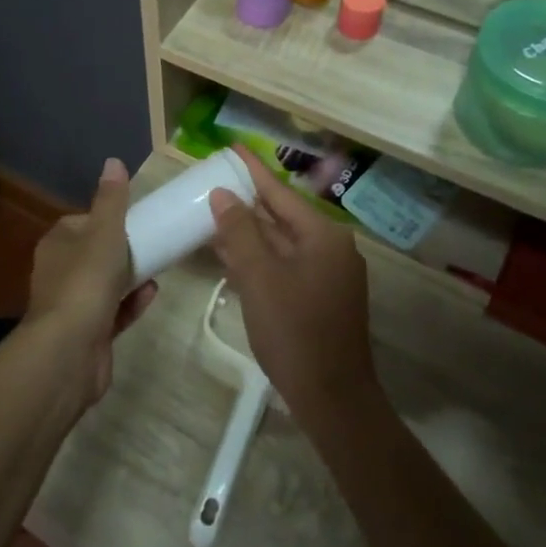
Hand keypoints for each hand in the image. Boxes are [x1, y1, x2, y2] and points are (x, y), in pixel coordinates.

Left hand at [25, 158, 157, 405]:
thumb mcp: (104, 232)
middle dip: (121, 248)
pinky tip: (152, 292)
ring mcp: (73, 305)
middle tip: (151, 241)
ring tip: (158, 264)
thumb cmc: (85, 281)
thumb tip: (113, 161)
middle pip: (93, 253)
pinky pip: (114, 311)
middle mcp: (59, 272)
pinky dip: (131, 302)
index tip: (132, 217)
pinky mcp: (89, 333)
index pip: (80, 222)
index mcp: (57, 244)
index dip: (105, 218)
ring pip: (104, 283)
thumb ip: (111, 200)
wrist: (70, 351)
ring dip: (129, 275)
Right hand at [206, 148, 375, 422]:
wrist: (332, 399)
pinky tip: (230, 254)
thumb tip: (224, 194)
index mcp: (322, 235)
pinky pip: (284, 264)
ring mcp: (327, 274)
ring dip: (249, 231)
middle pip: (281, 215)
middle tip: (214, 181)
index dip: (253, 170)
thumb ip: (240, 232)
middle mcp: (330, 247)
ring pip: (281, 242)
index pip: (280, 192)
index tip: (232, 147)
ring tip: (213, 212)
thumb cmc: (295, 332)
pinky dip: (259, 257)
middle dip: (247, 201)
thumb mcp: (260, 277)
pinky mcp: (320, 297)